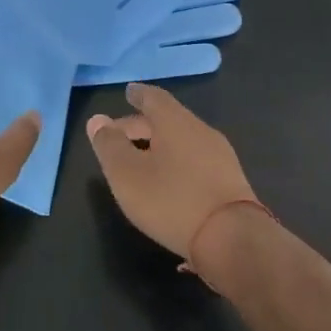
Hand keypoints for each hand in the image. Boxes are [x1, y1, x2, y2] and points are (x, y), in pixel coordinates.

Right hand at [86, 84, 259, 261]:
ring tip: (142, 162)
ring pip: (183, 141)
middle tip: (120, 136)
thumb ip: (110, 145)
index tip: (128, 92)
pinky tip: (170, 183)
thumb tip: (97, 120)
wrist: (233, 238)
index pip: (154, 98)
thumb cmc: (172, 200)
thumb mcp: (127, 174)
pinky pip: (197, 161)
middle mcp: (200, 130)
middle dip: (142, 126)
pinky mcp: (230, 181)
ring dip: (160, 146)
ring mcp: (220, 156)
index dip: (138, 95)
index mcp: (175, 122)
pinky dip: (178, 163)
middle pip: (168, 120)